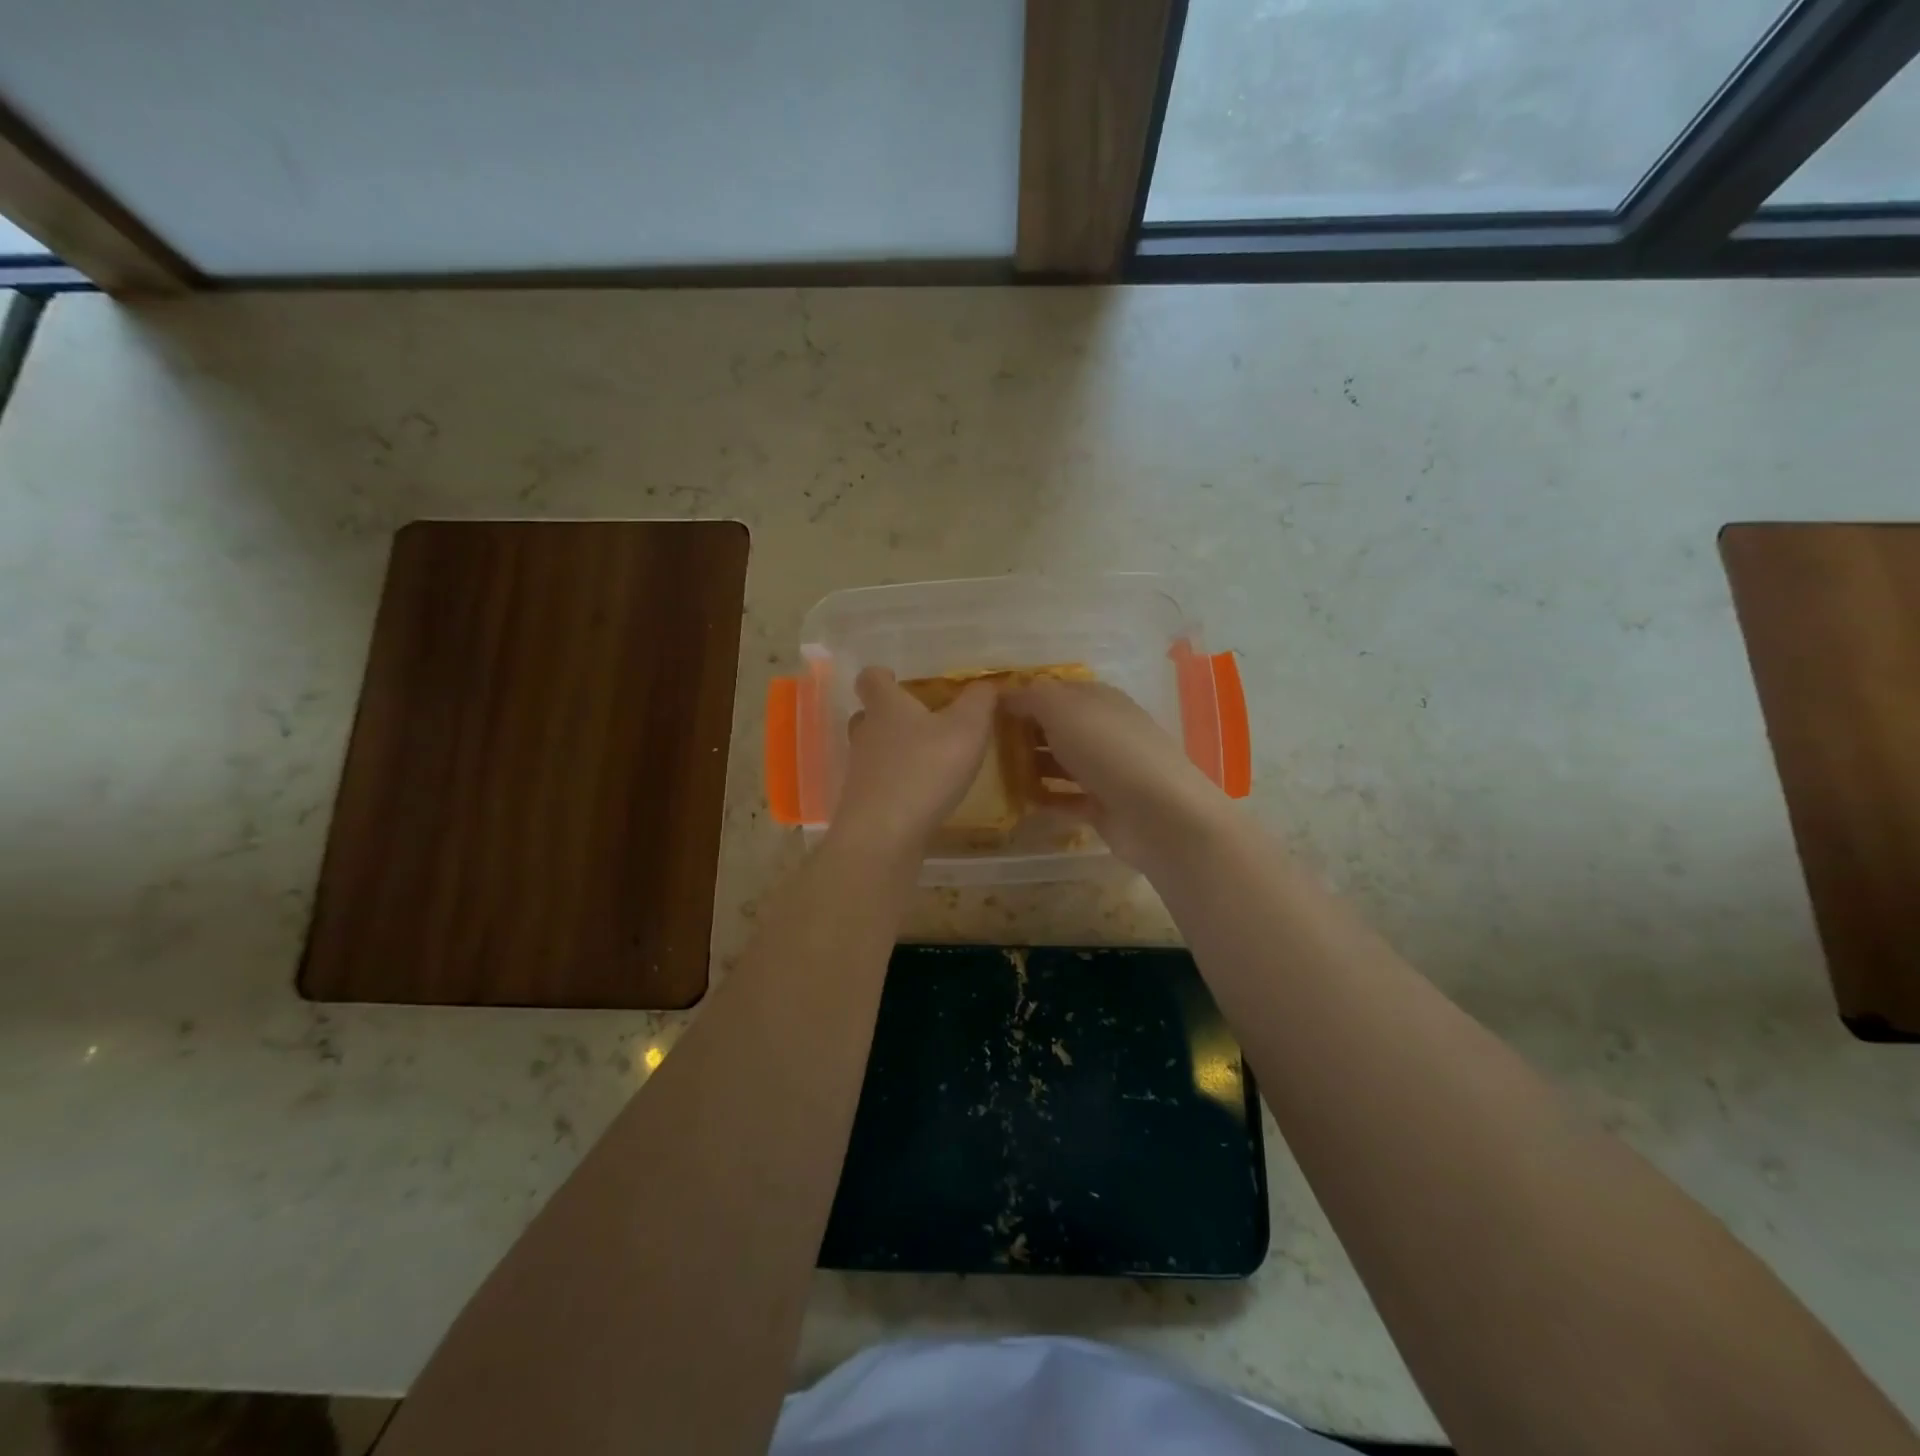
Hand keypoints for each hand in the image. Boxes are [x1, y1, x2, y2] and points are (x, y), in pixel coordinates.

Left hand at [831, 667, 997, 855]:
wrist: (885, 835)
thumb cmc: (926, 769)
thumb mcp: (967, 728)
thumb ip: (979, 701)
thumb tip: (985, 683)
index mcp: (886, 707)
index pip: (870, 678)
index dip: (881, 675)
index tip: (896, 678)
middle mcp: (866, 734)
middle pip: (868, 715)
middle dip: (890, 716)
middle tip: (920, 722)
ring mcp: (860, 771)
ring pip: (873, 751)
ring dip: (895, 752)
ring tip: (928, 761)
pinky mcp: (863, 804)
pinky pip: (879, 784)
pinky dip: (897, 784)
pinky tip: (922, 796)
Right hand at [1004, 679, 1228, 868]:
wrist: (1157, 812)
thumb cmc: (1106, 748)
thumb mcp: (1062, 708)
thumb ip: (1031, 697)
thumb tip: (1005, 694)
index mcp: (1099, 699)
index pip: (1055, 691)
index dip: (1023, 698)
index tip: (986, 711)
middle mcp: (1104, 730)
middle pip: (1057, 728)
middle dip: (1024, 734)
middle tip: (985, 746)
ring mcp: (1107, 770)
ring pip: (1062, 764)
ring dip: (1032, 768)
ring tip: (995, 776)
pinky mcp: (1106, 806)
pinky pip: (1068, 799)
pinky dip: (1047, 801)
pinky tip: (1020, 805)